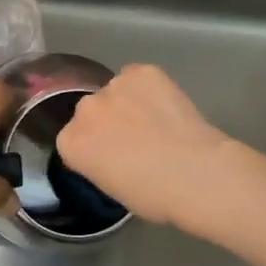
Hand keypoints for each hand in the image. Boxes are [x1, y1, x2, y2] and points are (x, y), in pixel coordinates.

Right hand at [56, 64, 233, 227]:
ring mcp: (113, 86)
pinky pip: (139, 77)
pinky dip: (150, 88)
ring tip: (156, 121)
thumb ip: (99, 162)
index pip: (73, 139)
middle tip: (135, 139)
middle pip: (91, 111)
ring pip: (116, 91)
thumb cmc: (153, 195)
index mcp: (70, 143)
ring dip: (129, 102)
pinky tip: (167, 106)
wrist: (195, 173)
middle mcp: (85, 109)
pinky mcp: (142, 71)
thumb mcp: (111, 187)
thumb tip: (113, 153)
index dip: (95, 147)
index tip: (113, 158)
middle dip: (108, 121)